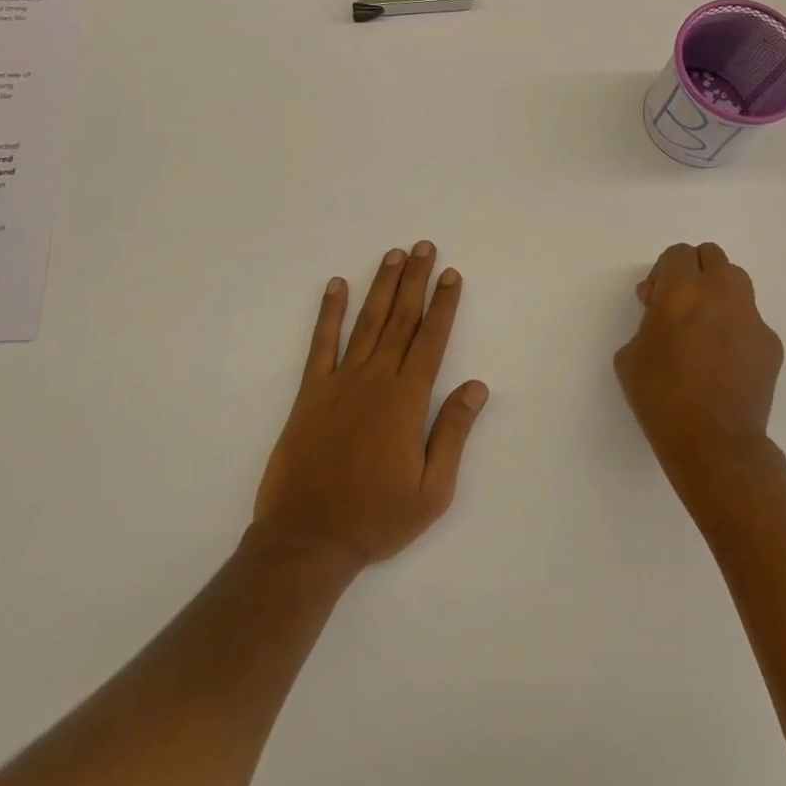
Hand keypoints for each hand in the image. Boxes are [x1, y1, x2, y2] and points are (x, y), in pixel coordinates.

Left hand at [253, 242, 488, 570]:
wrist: (308, 538)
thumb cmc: (376, 518)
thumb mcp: (432, 490)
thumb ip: (453, 433)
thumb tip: (477, 387)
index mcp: (406, 401)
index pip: (431, 340)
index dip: (443, 305)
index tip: (451, 275)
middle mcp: (375, 380)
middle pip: (401, 319)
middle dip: (415, 281)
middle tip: (424, 247)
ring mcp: (339, 382)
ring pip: (366, 322)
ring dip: (381, 286)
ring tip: (393, 255)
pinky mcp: (310, 392)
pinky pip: (321, 343)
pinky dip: (328, 312)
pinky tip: (336, 286)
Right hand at [614, 242, 785, 495]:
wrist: (713, 441)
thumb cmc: (660, 396)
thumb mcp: (630, 354)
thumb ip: (646, 320)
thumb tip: (661, 310)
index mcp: (681, 291)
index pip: (678, 254)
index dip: (663, 272)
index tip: (654, 299)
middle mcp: (721, 293)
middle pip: (712, 256)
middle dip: (694, 272)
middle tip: (680, 304)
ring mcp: (751, 317)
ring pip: (736, 282)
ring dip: (718, 292)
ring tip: (705, 326)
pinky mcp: (771, 343)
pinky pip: (750, 320)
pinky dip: (736, 327)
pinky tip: (724, 360)